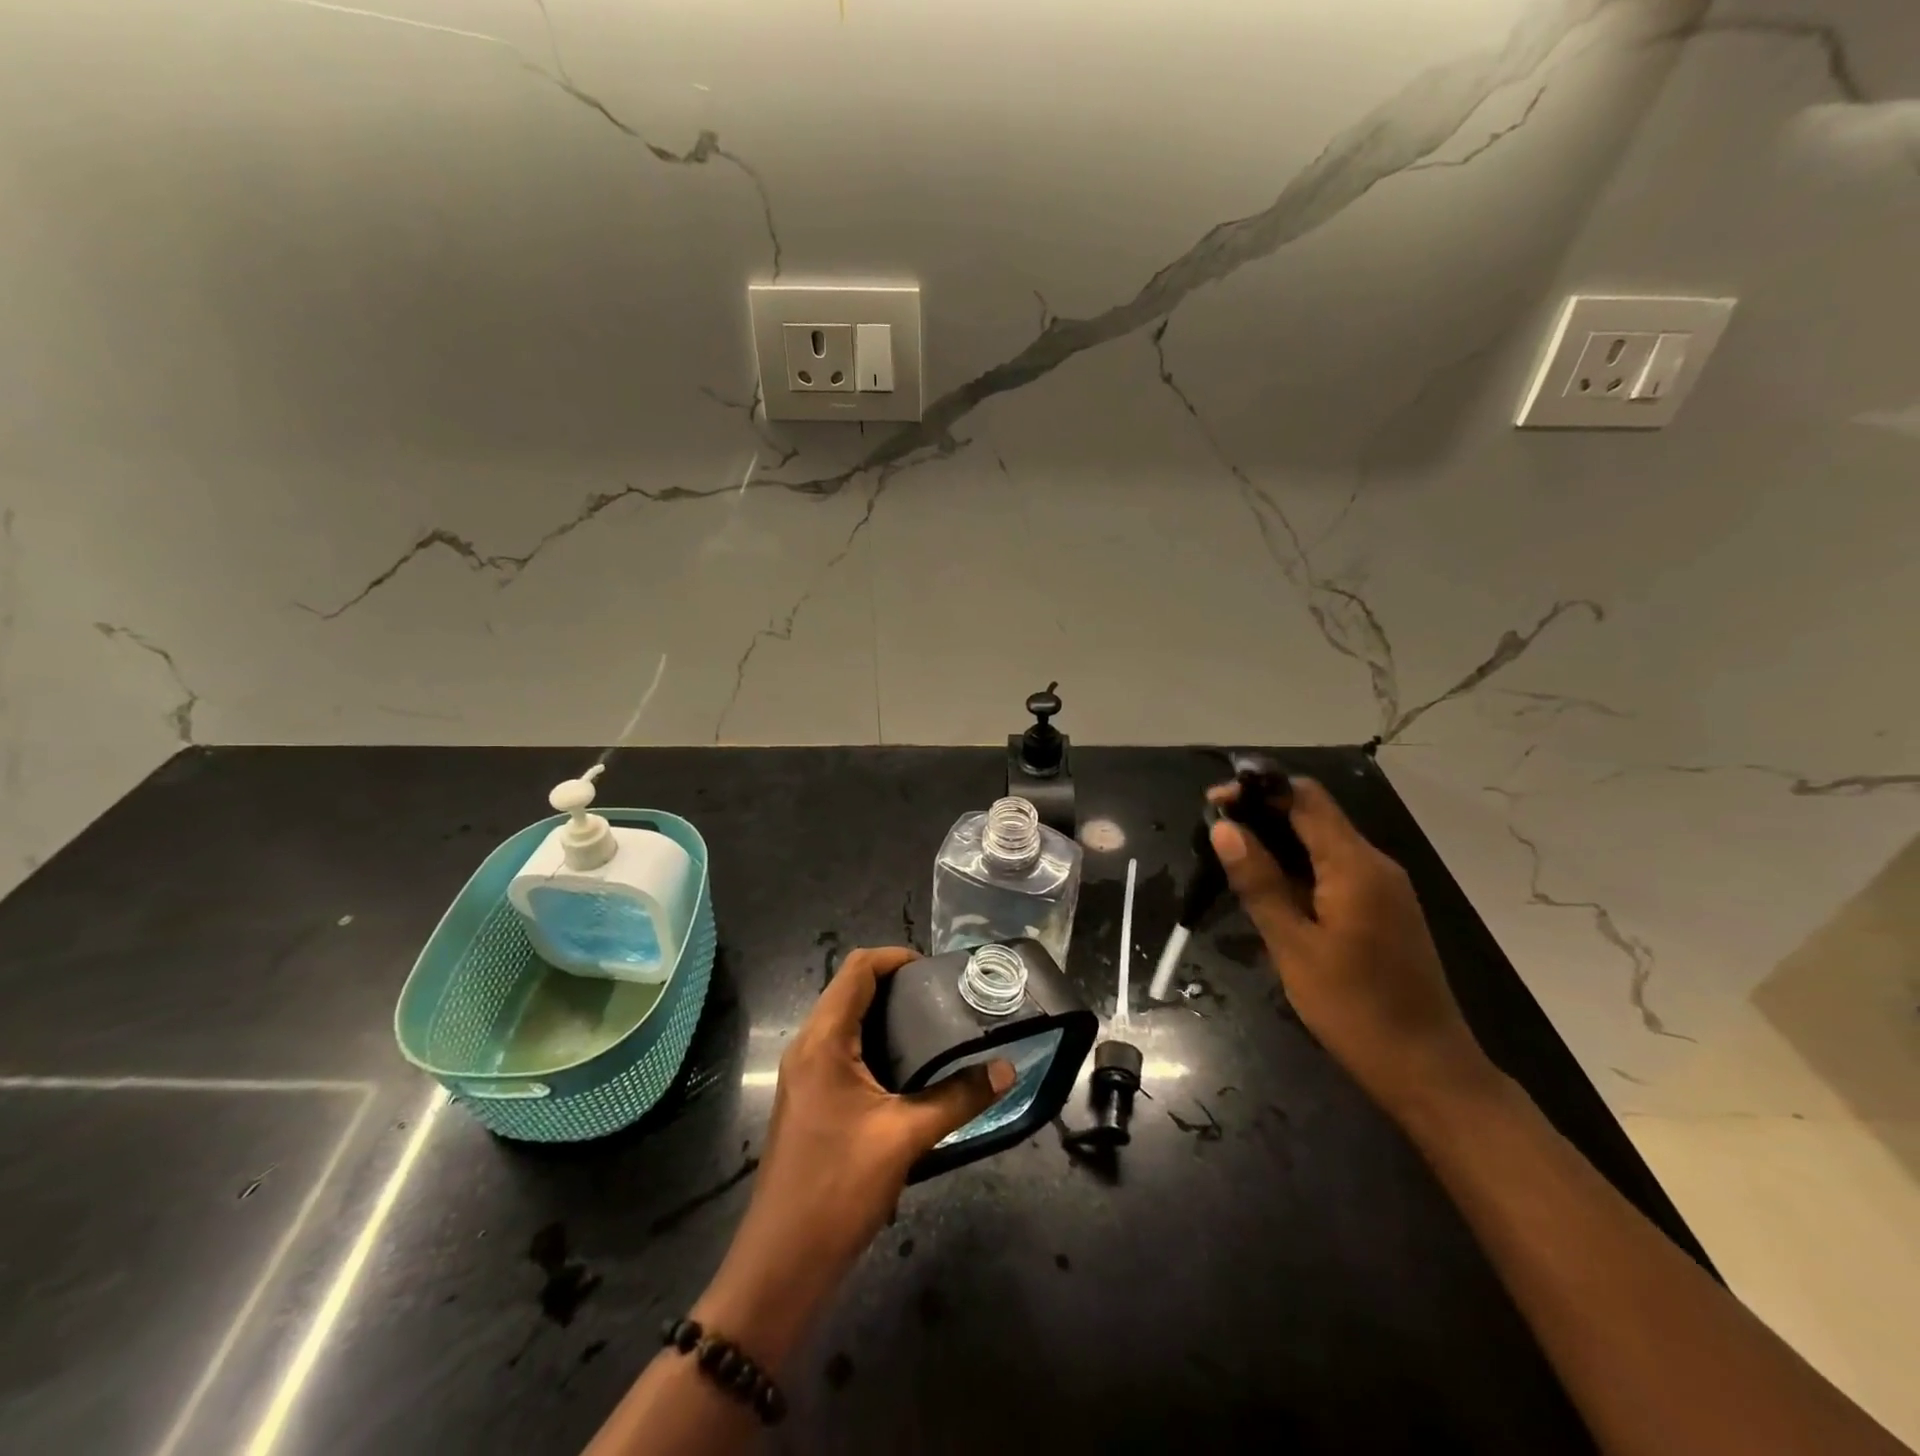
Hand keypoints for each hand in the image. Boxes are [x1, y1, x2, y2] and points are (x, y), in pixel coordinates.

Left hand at [693, 946, 1012, 1368]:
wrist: (782, 1263)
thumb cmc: (839, 1188)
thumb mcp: (905, 1137)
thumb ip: (959, 1098)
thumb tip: (1007, 1069)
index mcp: (823, 1040)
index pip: (857, 969)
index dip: (896, 957)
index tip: (936, 971)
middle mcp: (808, 1046)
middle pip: (850, 989)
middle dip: (896, 985)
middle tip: (944, 999)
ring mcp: (804, 1073)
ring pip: (846, 1020)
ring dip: (885, 1015)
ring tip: (934, 1028)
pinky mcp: (809, 1098)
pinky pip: (842, 1049)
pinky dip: (875, 1043)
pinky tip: (909, 1069)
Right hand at [1210, 778, 1496, 1119]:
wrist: (1428, 1070)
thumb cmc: (1354, 1008)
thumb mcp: (1293, 946)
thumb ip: (1259, 882)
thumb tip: (1224, 828)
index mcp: (1355, 865)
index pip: (1305, 797)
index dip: (1258, 789)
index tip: (1214, 802)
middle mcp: (1374, 864)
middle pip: (1314, 815)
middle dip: (1262, 815)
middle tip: (1214, 835)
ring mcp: (1383, 888)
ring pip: (1323, 844)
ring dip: (1277, 843)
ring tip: (1231, 860)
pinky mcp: (1382, 910)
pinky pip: (1334, 870)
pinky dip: (1298, 868)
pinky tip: (1268, 890)